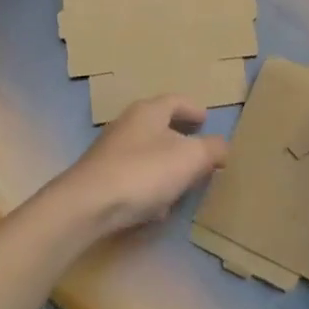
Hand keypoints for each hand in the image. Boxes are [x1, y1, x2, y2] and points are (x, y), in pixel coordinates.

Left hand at [44, 95, 228, 239]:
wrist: (86, 206)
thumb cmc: (143, 171)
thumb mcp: (191, 158)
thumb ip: (212, 149)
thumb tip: (222, 147)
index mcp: (149, 111)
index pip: (176, 101)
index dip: (193, 109)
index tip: (206, 119)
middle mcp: (128, 125)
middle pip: (159, 126)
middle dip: (180, 138)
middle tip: (199, 151)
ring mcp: (110, 152)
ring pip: (146, 153)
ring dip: (165, 165)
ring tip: (183, 182)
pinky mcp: (100, 178)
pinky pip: (133, 177)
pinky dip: (148, 186)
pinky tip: (157, 207)